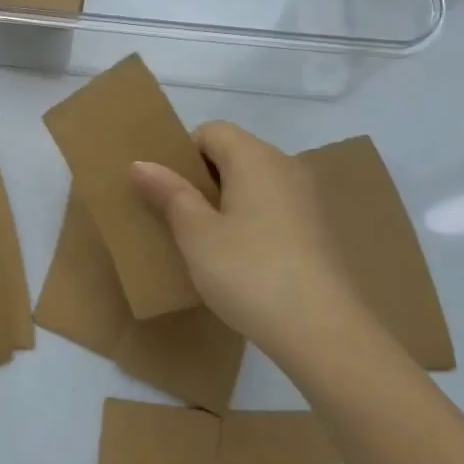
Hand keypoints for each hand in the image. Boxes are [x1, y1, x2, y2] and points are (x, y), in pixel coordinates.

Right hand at [130, 122, 362, 363]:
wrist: (323, 333)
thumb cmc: (249, 271)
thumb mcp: (195, 233)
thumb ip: (169, 192)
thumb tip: (141, 163)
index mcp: (255, 157)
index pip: (211, 131)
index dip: (183, 153)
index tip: (166, 190)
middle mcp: (286, 167)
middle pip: (234, 154)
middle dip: (201, 178)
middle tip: (175, 215)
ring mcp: (307, 200)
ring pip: (253, 183)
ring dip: (225, 201)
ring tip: (203, 239)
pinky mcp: (318, 231)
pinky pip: (272, 208)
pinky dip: (250, 220)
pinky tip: (238, 258)